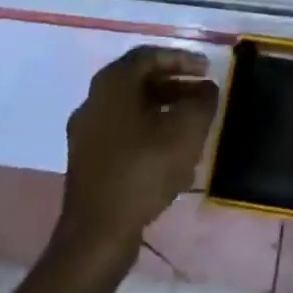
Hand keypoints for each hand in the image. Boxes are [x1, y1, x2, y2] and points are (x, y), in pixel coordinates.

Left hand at [55, 45, 219, 265]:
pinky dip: (149, 133)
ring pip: (132, 109)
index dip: (182, 58)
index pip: (150, 55)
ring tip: (192, 125)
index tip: (207, 70)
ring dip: (164, 111)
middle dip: (175, 86)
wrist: (96, 237)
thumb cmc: (143, 171)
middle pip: (140, 81)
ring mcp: (86, 133)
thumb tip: (206, 90)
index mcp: (112, 83)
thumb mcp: (186, 130)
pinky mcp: (87, 162)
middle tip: (202, 95)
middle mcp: (93, 100)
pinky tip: (171, 155)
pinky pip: (123, 134)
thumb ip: (202, 101)